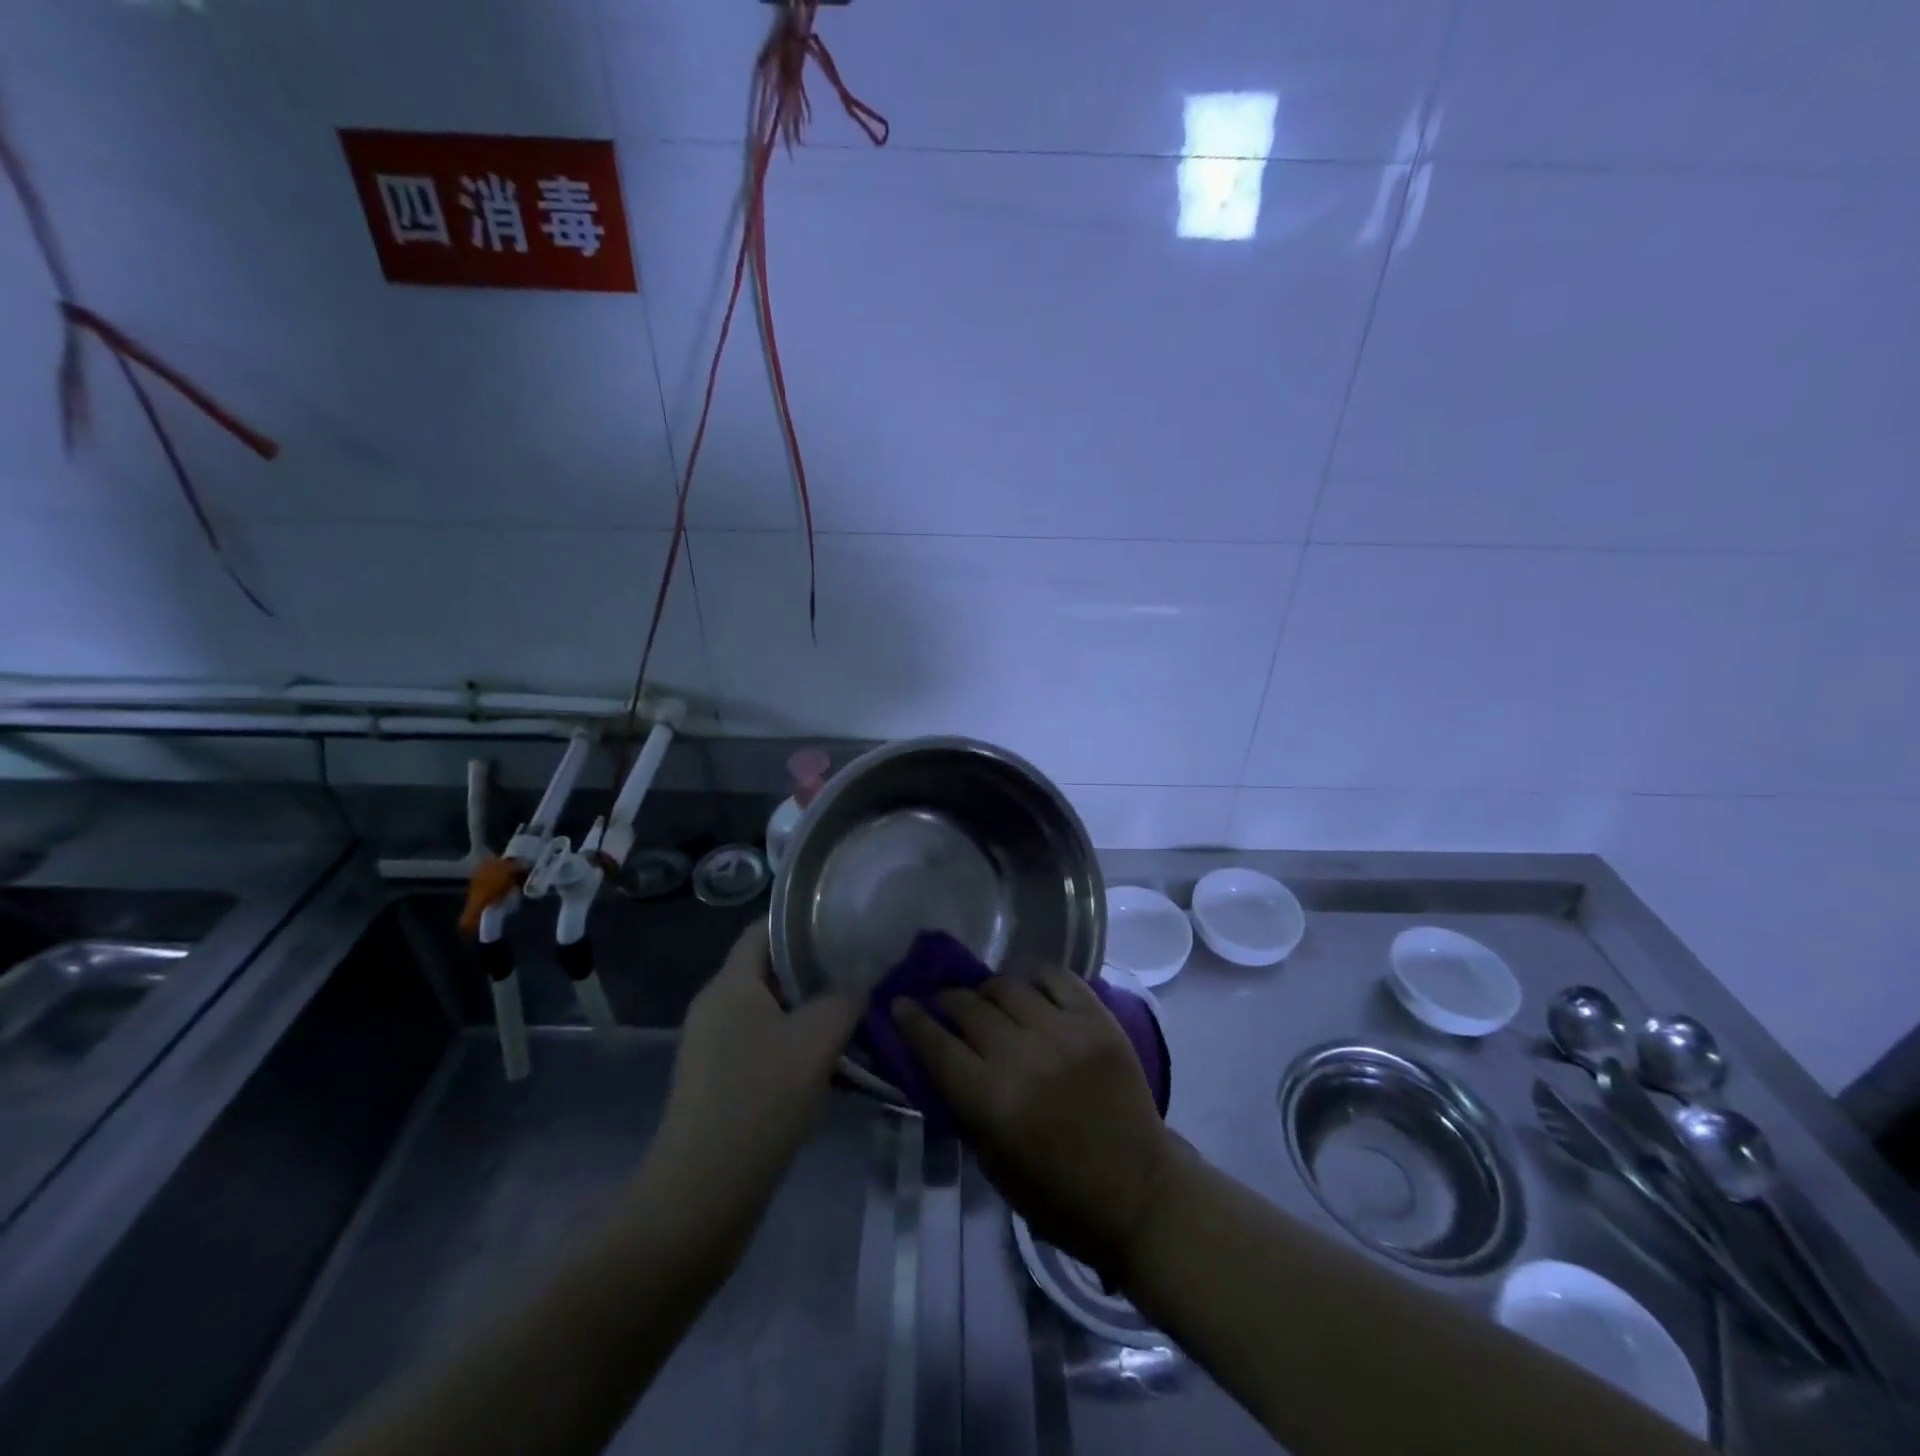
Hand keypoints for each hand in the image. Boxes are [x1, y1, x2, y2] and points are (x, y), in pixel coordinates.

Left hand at [656, 921, 859, 1201]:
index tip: (845, 926)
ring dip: (809, 1012)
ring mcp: (712, 1046)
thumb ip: (845, 1000)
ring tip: (853, 1016)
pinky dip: (794, 1044)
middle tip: (860, 973)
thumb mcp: (817, 1041)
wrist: (702, 1195)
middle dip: (815, 970)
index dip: (803, 922)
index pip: (764, 929)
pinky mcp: (717, 1081)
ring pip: (769, 1011)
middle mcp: (715, 1006)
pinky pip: (761, 1044)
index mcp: (730, 984)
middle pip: (769, 970)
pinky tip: (828, 1064)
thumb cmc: (759, 1100)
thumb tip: (861, 984)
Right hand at [892, 968, 1178, 1274]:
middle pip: (967, 1007)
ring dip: (986, 989)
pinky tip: (1027, 987)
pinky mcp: (1097, 1019)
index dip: (911, 1020)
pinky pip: (1057, 976)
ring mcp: (1064, 1032)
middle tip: (941, 1003)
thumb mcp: (991, 1162)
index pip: (936, 1045)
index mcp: (992, 1101)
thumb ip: (963, 1103)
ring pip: (1007, 985)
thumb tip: (938, 1056)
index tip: (899, 1003)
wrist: (1137, 1191)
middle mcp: (1023, 1056)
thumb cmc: (1056, 1193)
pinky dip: (1034, 976)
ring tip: (985, 998)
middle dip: (945, 1001)